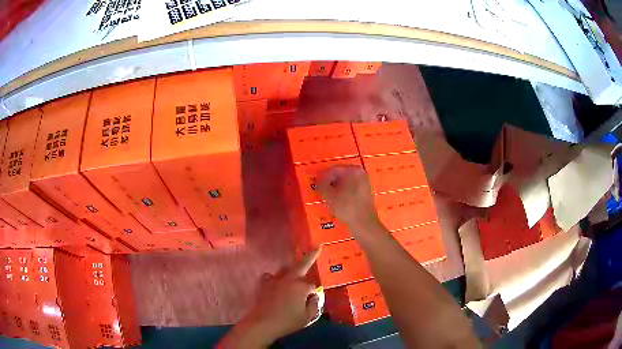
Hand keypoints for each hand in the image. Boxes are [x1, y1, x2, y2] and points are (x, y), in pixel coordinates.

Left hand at [218, 249, 321, 347]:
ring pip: (286, 269)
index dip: (314, 293)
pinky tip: (276, 282)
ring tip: (295, 271)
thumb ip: (314, 305)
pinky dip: (275, 278)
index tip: (313, 300)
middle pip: (302, 265)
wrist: (263, 323)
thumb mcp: (307, 317)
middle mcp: (289, 279)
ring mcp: (275, 280)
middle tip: (317, 247)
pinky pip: (271, 277)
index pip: (313, 285)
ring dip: (292, 269)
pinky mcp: (264, 285)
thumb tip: (314, 296)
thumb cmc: (288, 321)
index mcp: (301, 287)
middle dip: (311, 256)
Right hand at [318, 165, 380, 228]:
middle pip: (341, 175)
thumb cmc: (346, 207)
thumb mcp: (329, 196)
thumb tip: (319, 181)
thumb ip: (322, 185)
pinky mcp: (366, 192)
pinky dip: (344, 192)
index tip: (317, 185)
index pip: (334, 170)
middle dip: (330, 182)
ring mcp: (365, 182)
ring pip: (346, 182)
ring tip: (328, 196)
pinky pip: (352, 188)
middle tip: (322, 190)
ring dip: (337, 188)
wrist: (364, 223)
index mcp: (353, 170)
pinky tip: (338, 201)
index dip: (323, 177)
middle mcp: (361, 173)